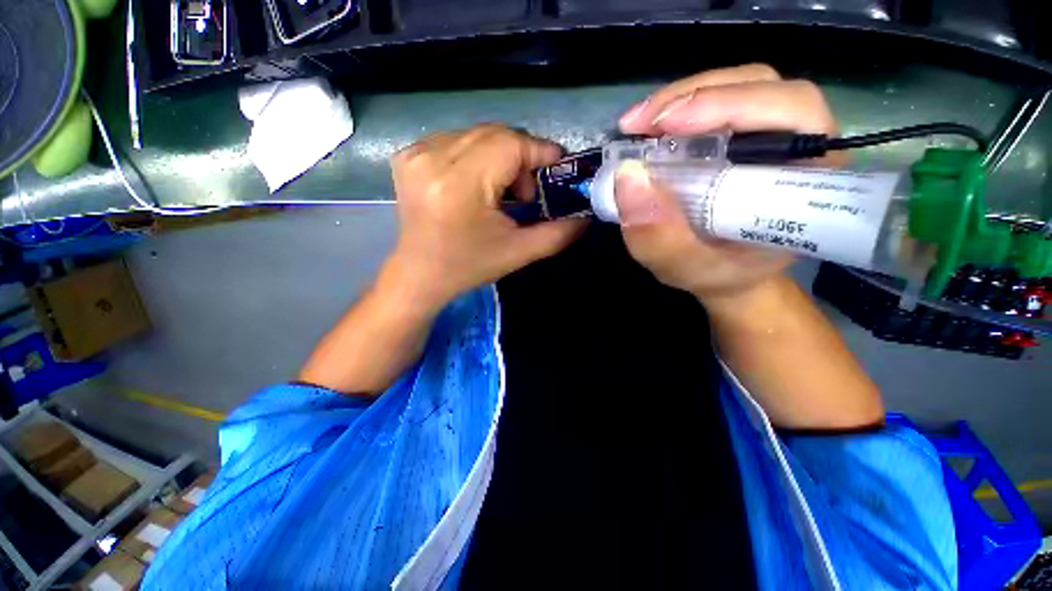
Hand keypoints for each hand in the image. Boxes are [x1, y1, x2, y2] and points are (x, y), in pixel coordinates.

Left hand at [388, 124, 586, 309]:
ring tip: (500, 192)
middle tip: (525, 193)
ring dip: (499, 157)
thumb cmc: (468, 266)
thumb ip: (558, 234)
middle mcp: (433, 159)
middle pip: (495, 134)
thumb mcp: (518, 253)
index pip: (510, 144)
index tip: (557, 168)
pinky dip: (476, 157)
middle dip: (520, 158)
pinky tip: (475, 185)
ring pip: (477, 135)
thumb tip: (586, 216)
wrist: (420, 274)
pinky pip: (456, 140)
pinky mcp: (408, 155)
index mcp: (460, 185)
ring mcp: (415, 154)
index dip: (540, 152)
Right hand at [614, 64, 837, 306]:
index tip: (667, 127)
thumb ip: (660, 238)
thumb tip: (628, 179)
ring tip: (637, 125)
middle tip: (638, 124)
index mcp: (806, 178)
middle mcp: (799, 143)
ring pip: (737, 85)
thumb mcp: (685, 268)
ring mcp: (771, 133)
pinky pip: (717, 102)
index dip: (732, 106)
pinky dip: (678, 109)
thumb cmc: (716, 273)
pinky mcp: (745, 133)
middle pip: (760, 86)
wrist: (726, 271)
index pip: (791, 114)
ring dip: (680, 99)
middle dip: (693, 97)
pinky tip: (650, 129)